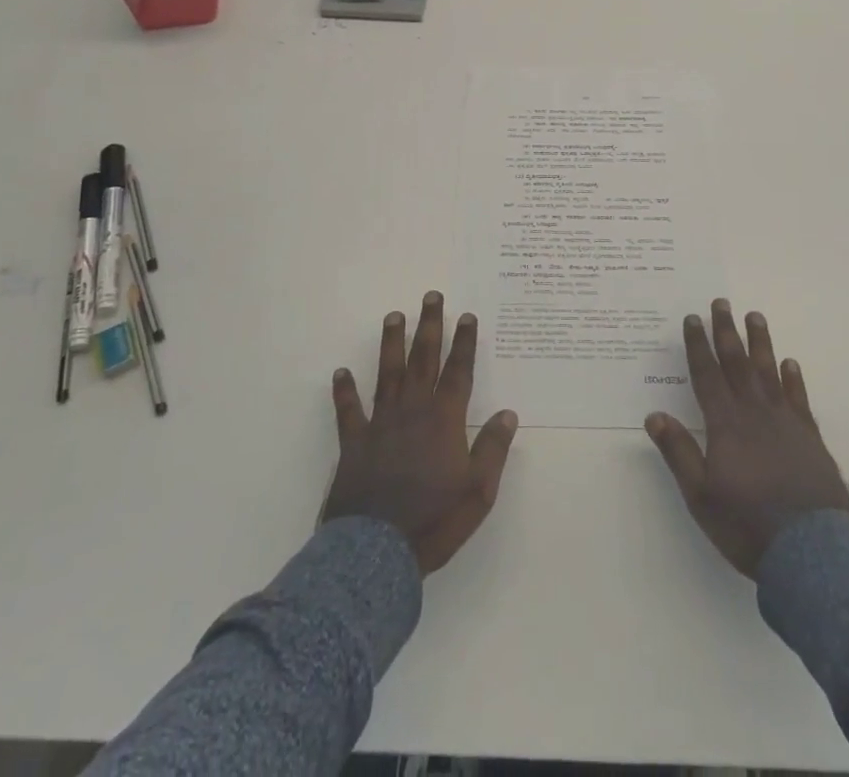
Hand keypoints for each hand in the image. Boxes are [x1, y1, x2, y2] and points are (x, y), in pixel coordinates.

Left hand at [322, 291, 519, 574]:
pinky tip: (341, 372)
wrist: (377, 553)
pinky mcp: (354, 444)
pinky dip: (344, 391)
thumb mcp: (478, 491)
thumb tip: (508, 413)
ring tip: (393, 316)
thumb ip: (493, 449)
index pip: (458, 372)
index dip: (464, 343)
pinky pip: (349, 411)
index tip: (467, 316)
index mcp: (445, 420)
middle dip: (429, 327)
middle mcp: (413, 411)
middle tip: (430, 296)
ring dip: (391, 343)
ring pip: (387, 373)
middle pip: (423, 360)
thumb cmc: (435, 521)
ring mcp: (381, 424)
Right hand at [645, 299, 848, 577]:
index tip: (692, 318)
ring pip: (769, 371)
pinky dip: (793, 378)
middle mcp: (755, 413)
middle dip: (726, 332)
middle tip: (722, 303)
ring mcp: (786, 423)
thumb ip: (678, 452)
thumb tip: (654, 414)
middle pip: (737, 363)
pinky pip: (798, 398)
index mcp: (726, 424)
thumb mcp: (701, 495)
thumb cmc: (748, 524)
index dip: (697, 345)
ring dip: (760, 343)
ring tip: (755, 316)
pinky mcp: (810, 438)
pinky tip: (790, 363)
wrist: (812, 552)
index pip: (707, 375)